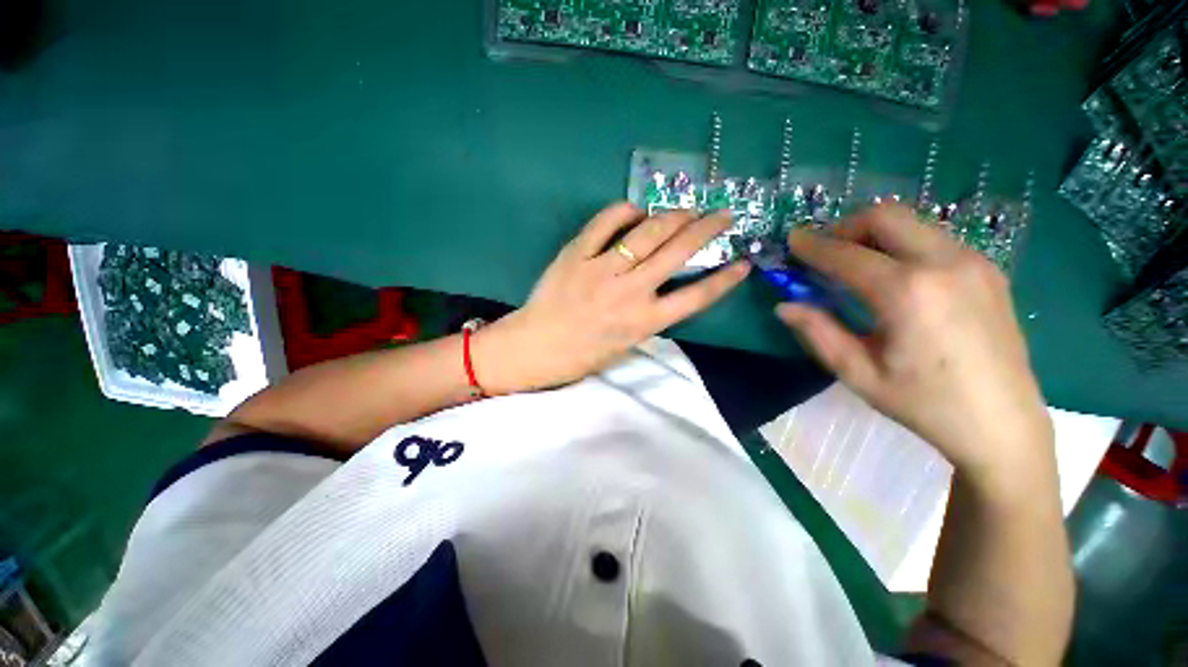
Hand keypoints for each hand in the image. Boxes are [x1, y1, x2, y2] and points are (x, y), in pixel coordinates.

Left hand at [474, 202, 749, 393]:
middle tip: (722, 214)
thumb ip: (649, 316)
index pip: (696, 297)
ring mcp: (603, 269)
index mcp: (644, 322)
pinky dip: (624, 210)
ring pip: (647, 233)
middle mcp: (630, 292)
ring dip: (673, 215)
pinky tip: (636, 208)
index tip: (743, 263)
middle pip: (677, 253)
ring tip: (687, 208)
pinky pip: (605, 223)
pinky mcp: (577, 254)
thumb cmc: (582, 354)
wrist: (536, 347)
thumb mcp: (626, 344)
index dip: (724, 279)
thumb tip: (663, 286)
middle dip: (706, 229)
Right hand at [776, 204, 1051, 485]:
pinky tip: (894, 276)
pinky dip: (902, 244)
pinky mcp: (988, 269)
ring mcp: (973, 262)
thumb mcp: (858, 373)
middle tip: (825, 252)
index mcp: (908, 293)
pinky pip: (933, 238)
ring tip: (855, 264)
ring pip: (912, 223)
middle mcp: (945, 263)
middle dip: (845, 228)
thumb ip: (818, 332)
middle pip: (885, 217)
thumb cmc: (925, 404)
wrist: (1004, 424)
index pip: (846, 255)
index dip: (812, 246)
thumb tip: (784, 306)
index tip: (791, 241)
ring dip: (874, 234)